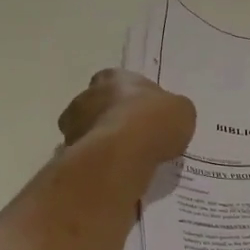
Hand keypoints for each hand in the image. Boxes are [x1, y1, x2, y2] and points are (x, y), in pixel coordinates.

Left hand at [57, 69, 195, 169]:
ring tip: (124, 159)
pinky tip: (114, 172)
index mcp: (114, 77)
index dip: (132, 98)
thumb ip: (171, 110)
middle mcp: (88, 94)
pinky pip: (85, 156)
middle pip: (98, 104)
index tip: (145, 114)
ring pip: (87, 130)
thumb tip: (168, 117)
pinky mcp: (68, 151)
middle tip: (133, 137)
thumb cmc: (154, 121)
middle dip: (112, 117)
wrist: (123, 153)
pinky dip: (96, 162)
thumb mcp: (181, 111)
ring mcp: (74, 124)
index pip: (118, 82)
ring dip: (101, 141)